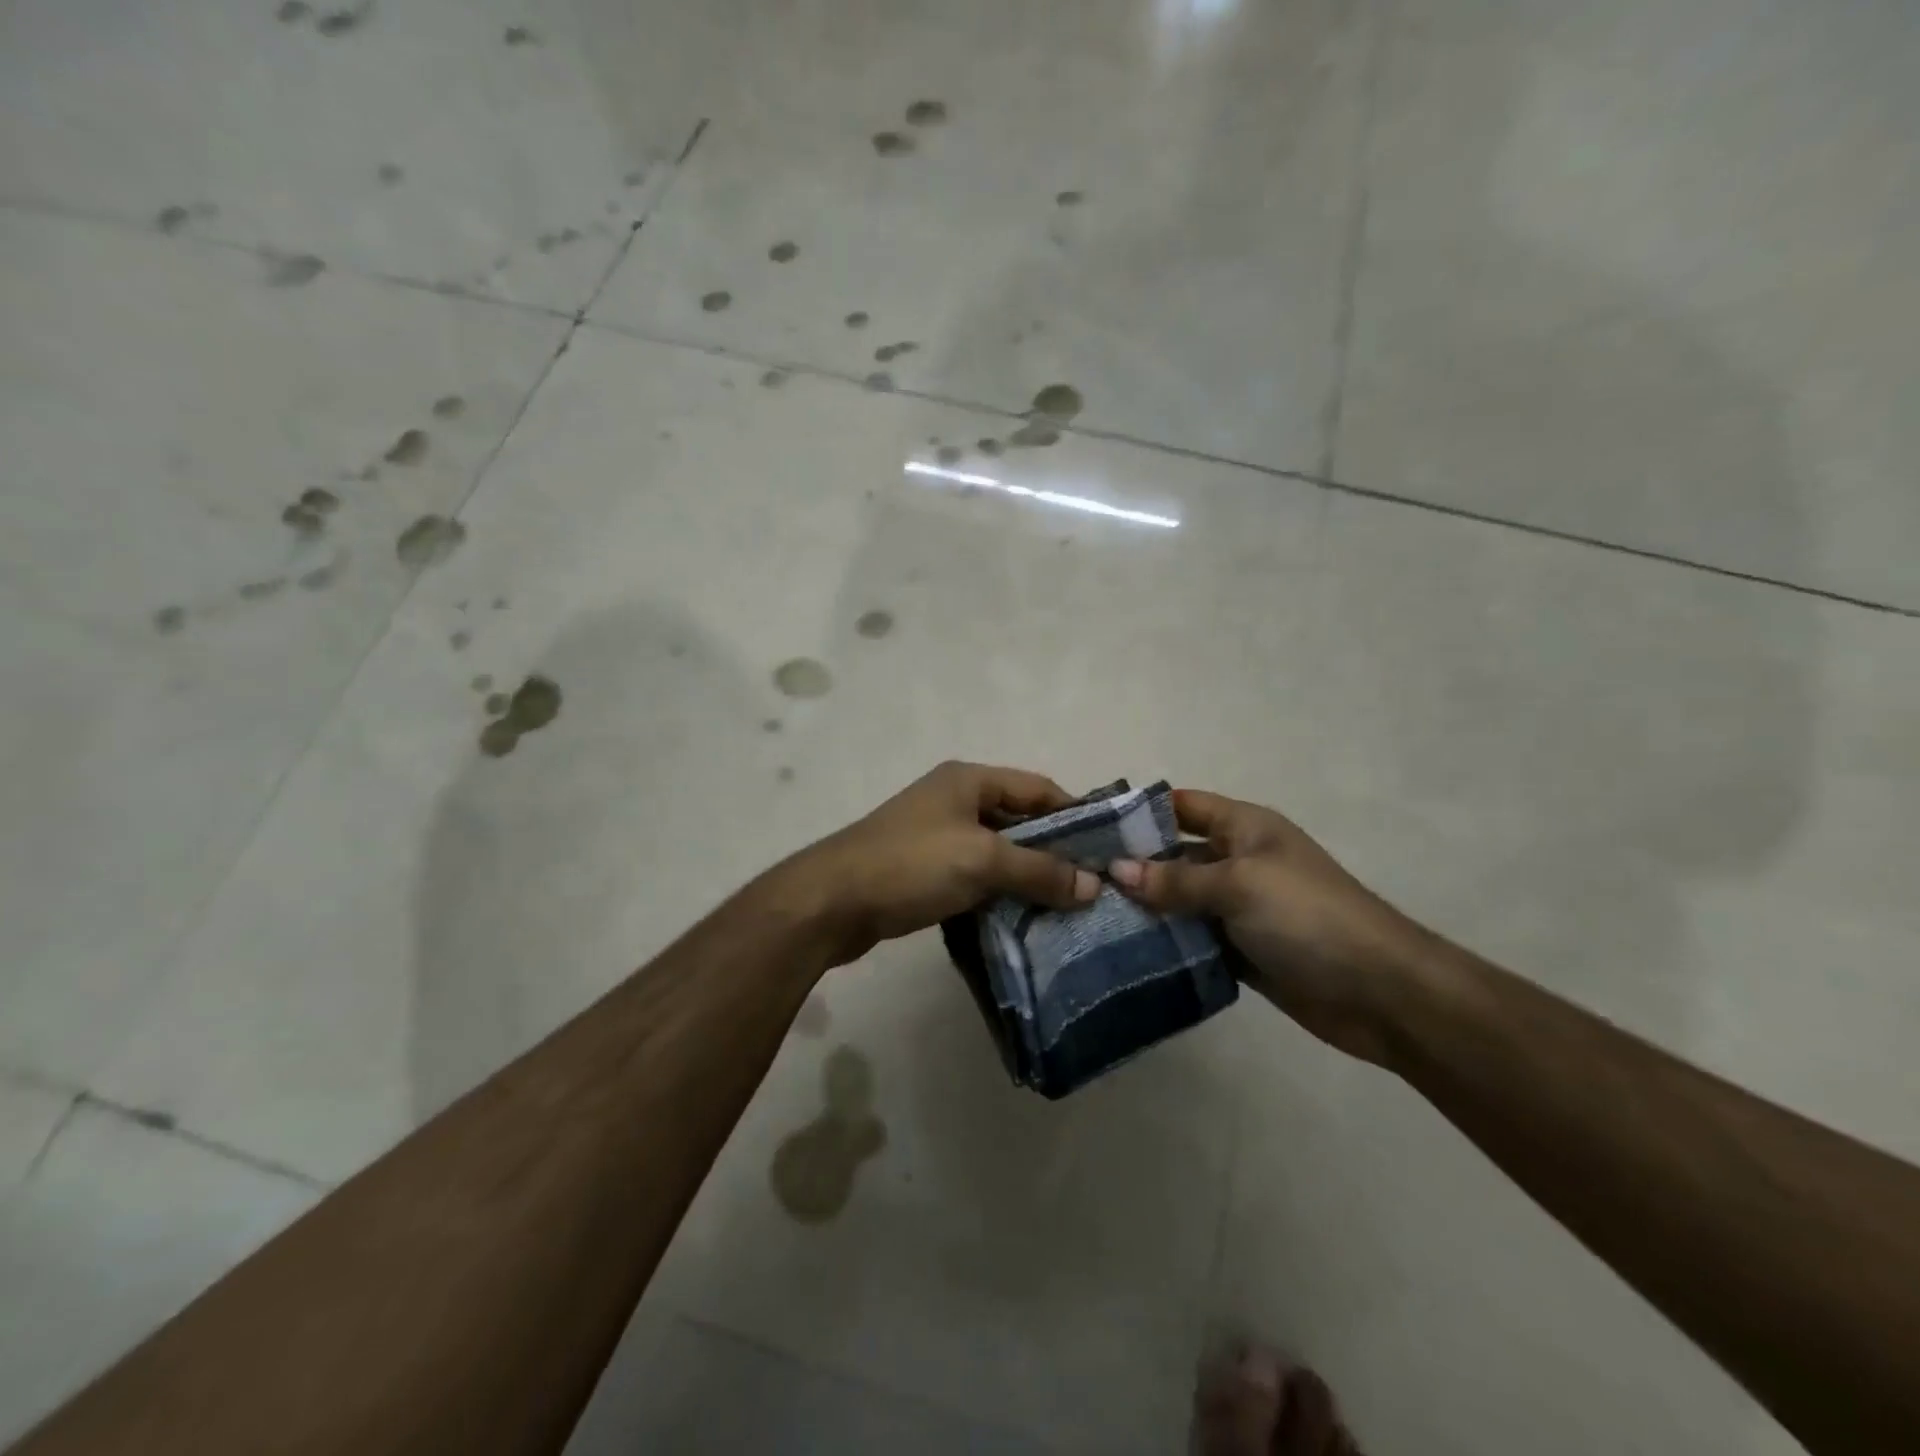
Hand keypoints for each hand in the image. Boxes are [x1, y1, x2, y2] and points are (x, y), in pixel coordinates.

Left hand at [778, 761, 1099, 966]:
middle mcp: (954, 800)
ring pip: (997, 852)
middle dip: (1053, 852)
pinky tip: (1022, 919)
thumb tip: (1093, 886)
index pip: (1038, 788)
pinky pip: (975, 876)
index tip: (1106, 850)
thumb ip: (1039, 870)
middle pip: (1019, 821)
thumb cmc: (911, 865)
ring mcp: (937, 836)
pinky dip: (998, 892)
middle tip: (1090, 887)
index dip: (1073, 815)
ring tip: (1065, 909)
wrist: (831, 902)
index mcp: (969, 780)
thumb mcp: (982, 860)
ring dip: (1026, 877)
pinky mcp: (924, 870)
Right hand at [1109, 791, 1430, 1063]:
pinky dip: (1167, 944)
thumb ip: (1176, 879)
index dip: (1141, 812)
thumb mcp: (1239, 885)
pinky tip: (1124, 952)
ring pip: (1181, 901)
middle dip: (1133, 865)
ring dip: (1146, 910)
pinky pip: (1194, 940)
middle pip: (1176, 855)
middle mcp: (1239, 862)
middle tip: (1078, 880)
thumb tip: (1116, 870)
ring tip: (1089, 917)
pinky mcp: (1242, 951)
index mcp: (1245, 829)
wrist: (1380, 992)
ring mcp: (1240, 909)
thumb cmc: (1308, 917)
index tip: (1090, 828)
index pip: (1183, 806)